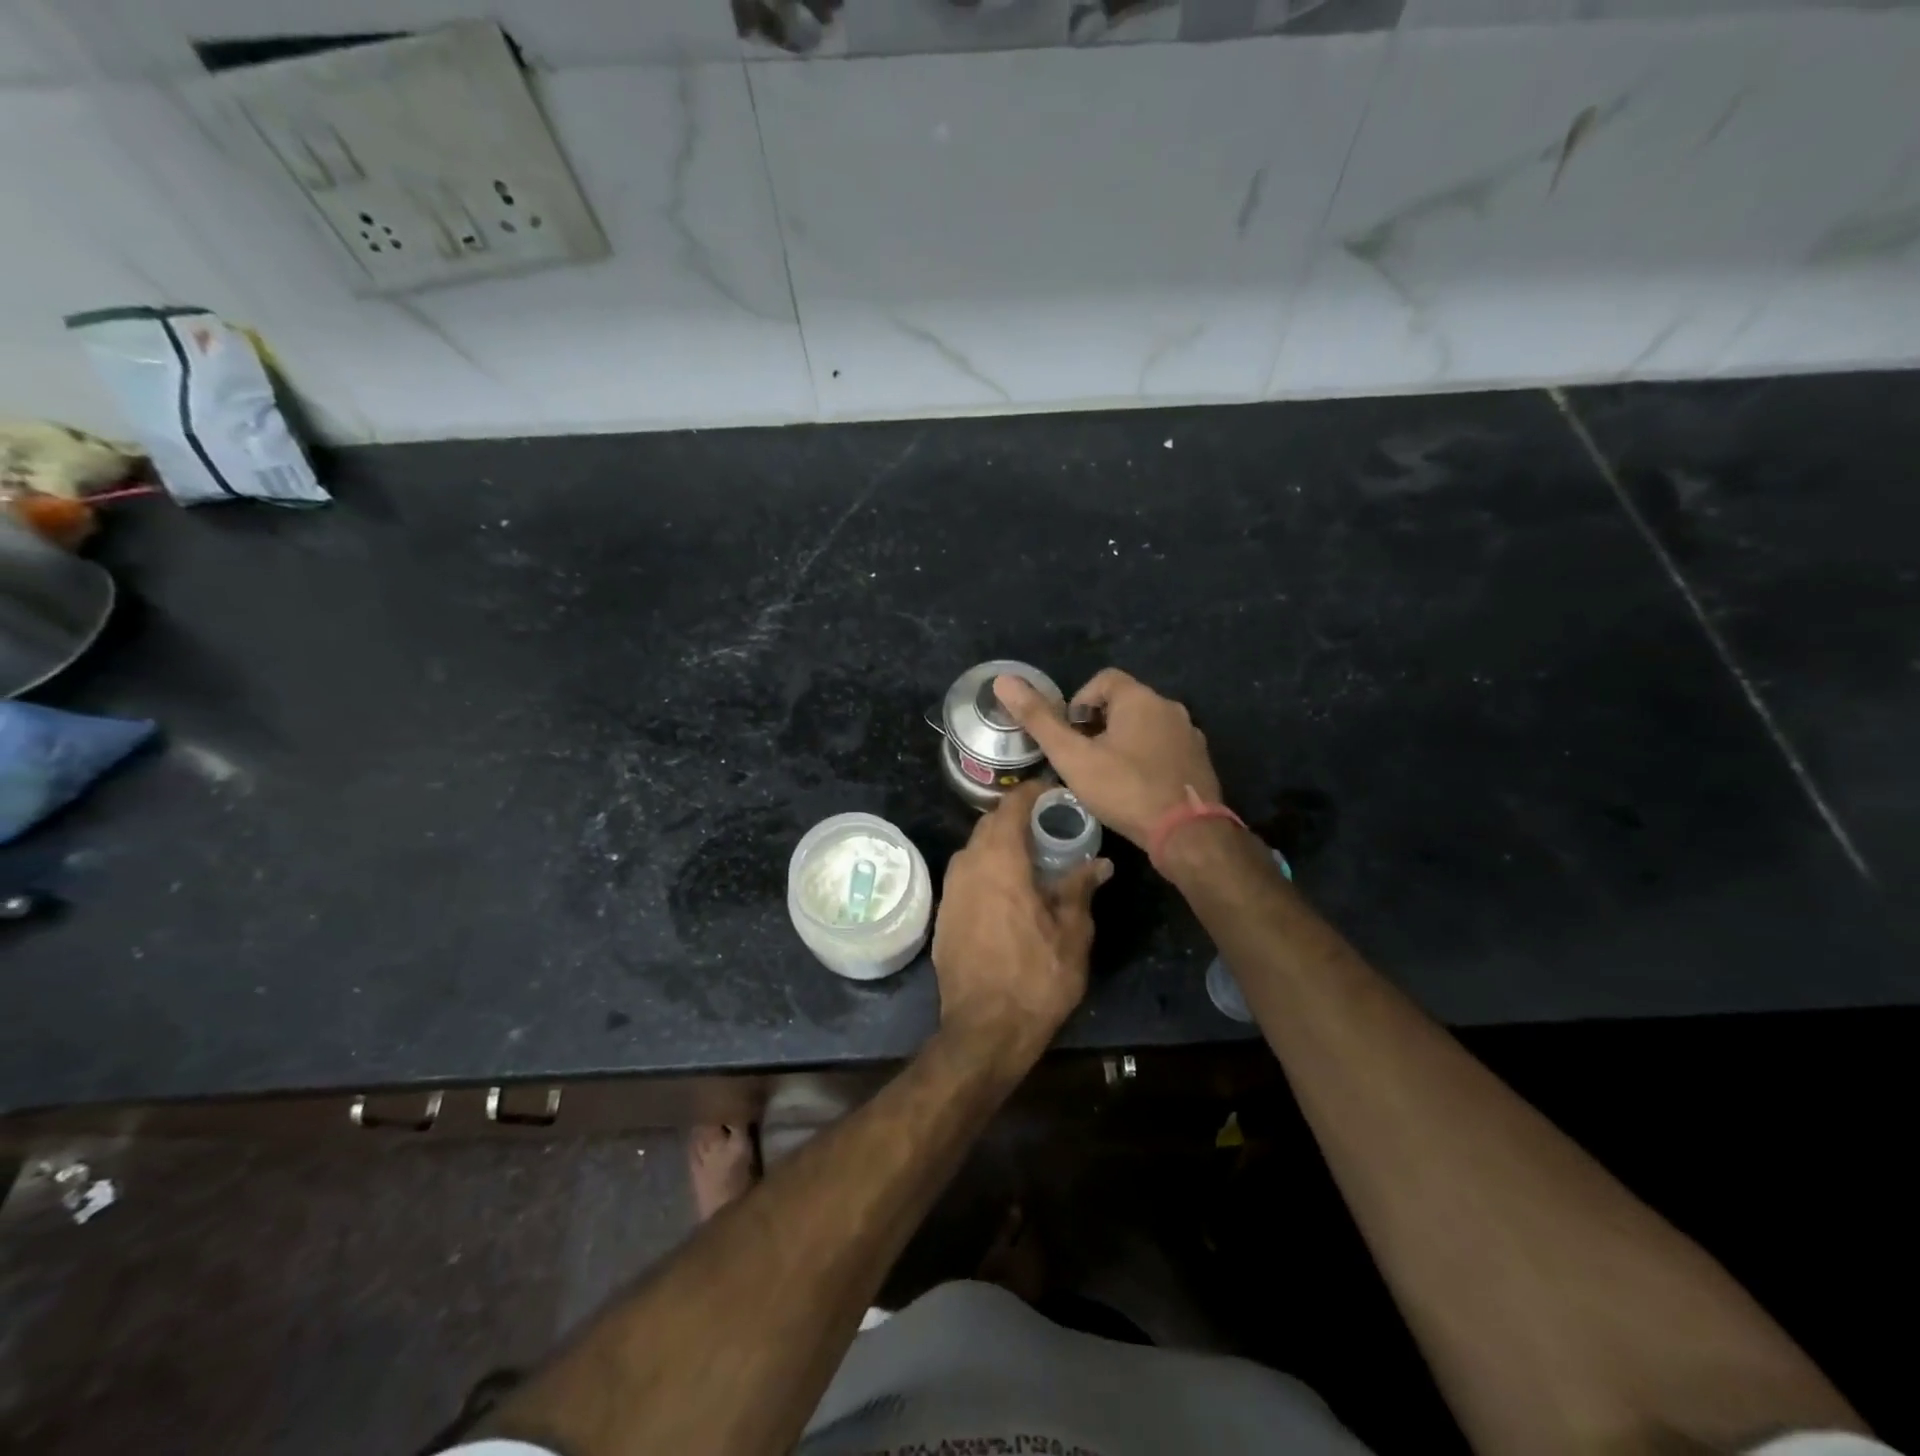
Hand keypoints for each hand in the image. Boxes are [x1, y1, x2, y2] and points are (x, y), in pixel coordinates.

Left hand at [932, 780, 1110, 1053]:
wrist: (983, 1030)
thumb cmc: (1035, 978)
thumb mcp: (1072, 934)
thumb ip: (1080, 889)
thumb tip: (1100, 863)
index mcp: (1000, 861)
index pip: (1011, 807)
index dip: (1031, 793)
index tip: (1051, 791)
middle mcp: (968, 866)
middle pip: (989, 824)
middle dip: (1016, 818)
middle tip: (1047, 825)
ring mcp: (951, 891)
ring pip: (975, 850)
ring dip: (999, 844)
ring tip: (1030, 856)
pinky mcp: (944, 915)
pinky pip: (967, 875)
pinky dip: (987, 869)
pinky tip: (1008, 890)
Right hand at [993, 668, 1221, 848]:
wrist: (1188, 834)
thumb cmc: (1125, 790)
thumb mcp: (1073, 757)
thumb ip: (1039, 720)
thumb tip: (1003, 680)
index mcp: (1140, 699)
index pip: (1103, 679)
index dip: (1079, 702)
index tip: (1069, 735)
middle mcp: (1170, 708)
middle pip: (1125, 703)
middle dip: (1099, 725)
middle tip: (1081, 758)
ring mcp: (1189, 735)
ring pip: (1146, 727)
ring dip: (1122, 742)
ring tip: (1104, 775)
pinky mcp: (1200, 761)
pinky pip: (1164, 748)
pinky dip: (1145, 758)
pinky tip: (1134, 788)